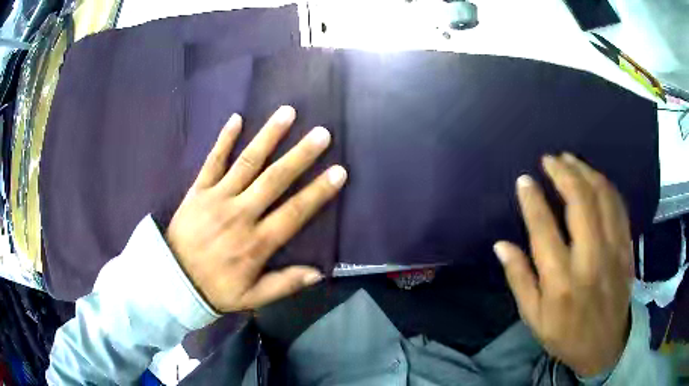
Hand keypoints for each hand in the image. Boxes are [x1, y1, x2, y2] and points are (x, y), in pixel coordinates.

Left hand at [165, 106, 346, 312]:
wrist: (171, 280)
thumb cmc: (214, 289)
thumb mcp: (251, 298)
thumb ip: (284, 284)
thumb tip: (319, 273)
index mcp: (256, 242)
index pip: (294, 213)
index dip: (318, 192)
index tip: (339, 172)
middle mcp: (240, 214)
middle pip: (274, 180)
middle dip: (300, 155)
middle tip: (321, 134)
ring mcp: (217, 198)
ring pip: (247, 163)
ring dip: (268, 137)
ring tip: (287, 113)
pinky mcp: (197, 190)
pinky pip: (212, 161)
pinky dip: (223, 140)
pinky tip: (236, 118)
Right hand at [494, 153, 632, 376]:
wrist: (604, 345)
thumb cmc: (565, 334)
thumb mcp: (533, 317)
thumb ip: (519, 279)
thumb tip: (501, 245)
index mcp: (561, 282)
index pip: (544, 229)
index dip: (532, 200)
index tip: (524, 180)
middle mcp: (590, 259)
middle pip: (580, 202)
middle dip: (562, 173)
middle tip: (549, 160)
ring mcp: (613, 250)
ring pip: (602, 196)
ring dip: (585, 172)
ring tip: (569, 160)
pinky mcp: (626, 247)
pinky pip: (618, 205)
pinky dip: (605, 185)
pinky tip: (594, 178)